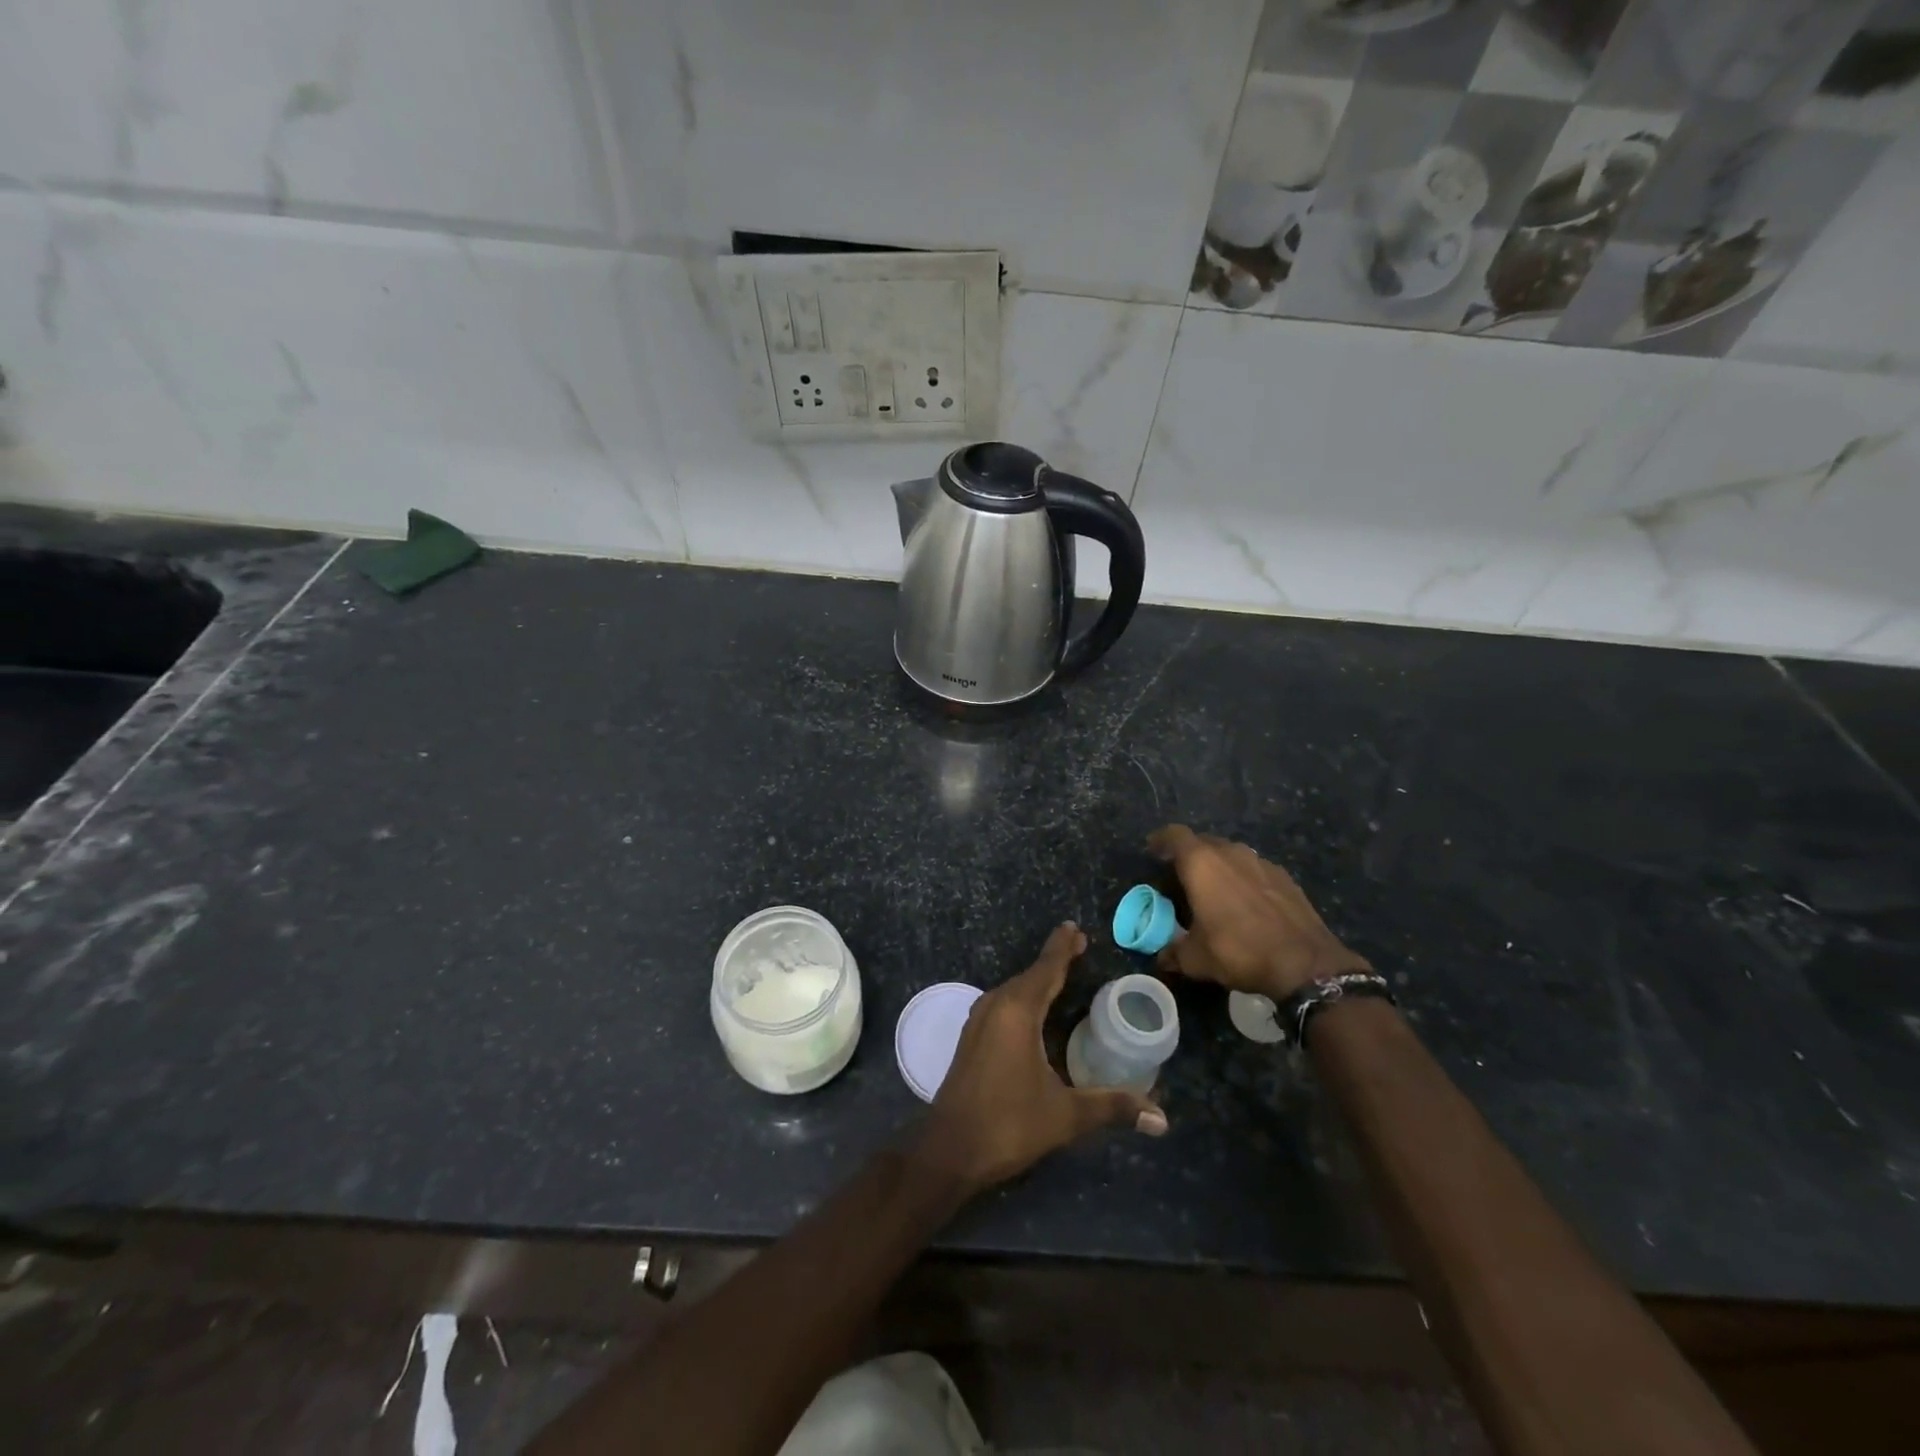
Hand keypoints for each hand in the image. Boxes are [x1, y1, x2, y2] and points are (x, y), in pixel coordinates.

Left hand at [915, 923, 1167, 1194]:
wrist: (949, 1149)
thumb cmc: (1009, 1124)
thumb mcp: (1065, 1115)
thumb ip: (1112, 1107)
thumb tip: (1161, 1118)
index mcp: (1017, 1012)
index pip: (1045, 969)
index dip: (1062, 948)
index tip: (1073, 928)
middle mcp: (995, 1006)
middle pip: (1029, 975)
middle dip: (1053, 961)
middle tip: (1078, 947)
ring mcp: (978, 1022)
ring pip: (1013, 990)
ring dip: (1036, 980)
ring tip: (1059, 973)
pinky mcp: (971, 1039)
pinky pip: (1002, 1004)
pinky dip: (1022, 998)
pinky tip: (1032, 1010)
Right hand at [1147, 824, 1368, 1001]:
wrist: (1306, 963)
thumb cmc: (1239, 950)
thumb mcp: (1196, 959)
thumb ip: (1173, 953)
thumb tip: (1162, 957)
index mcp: (1201, 863)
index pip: (1174, 835)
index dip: (1161, 840)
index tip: (1153, 850)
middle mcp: (1231, 853)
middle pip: (1203, 842)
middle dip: (1189, 856)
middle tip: (1181, 878)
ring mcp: (1261, 862)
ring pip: (1231, 855)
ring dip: (1219, 867)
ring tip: (1214, 891)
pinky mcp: (1285, 877)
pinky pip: (1254, 870)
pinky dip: (1244, 879)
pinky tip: (1246, 904)